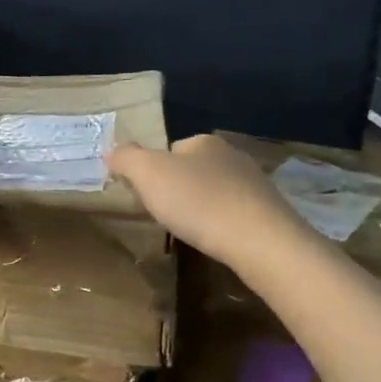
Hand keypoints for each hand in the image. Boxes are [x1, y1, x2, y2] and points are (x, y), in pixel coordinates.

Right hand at [107, 134, 304, 265]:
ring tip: (193, 230)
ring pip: (216, 190)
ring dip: (203, 206)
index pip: (171, 149)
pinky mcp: (269, 211)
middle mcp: (232, 154)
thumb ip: (126, 158)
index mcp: (204, 142)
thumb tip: (112, 151)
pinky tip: (218, 239)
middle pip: (194, 169)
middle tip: (168, 214)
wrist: (259, 240)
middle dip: (180, 188)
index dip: (155, 171)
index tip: (149, 196)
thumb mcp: (148, 174)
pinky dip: (223, 222)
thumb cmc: (198, 202)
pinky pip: (235, 212)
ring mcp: (255, 183)